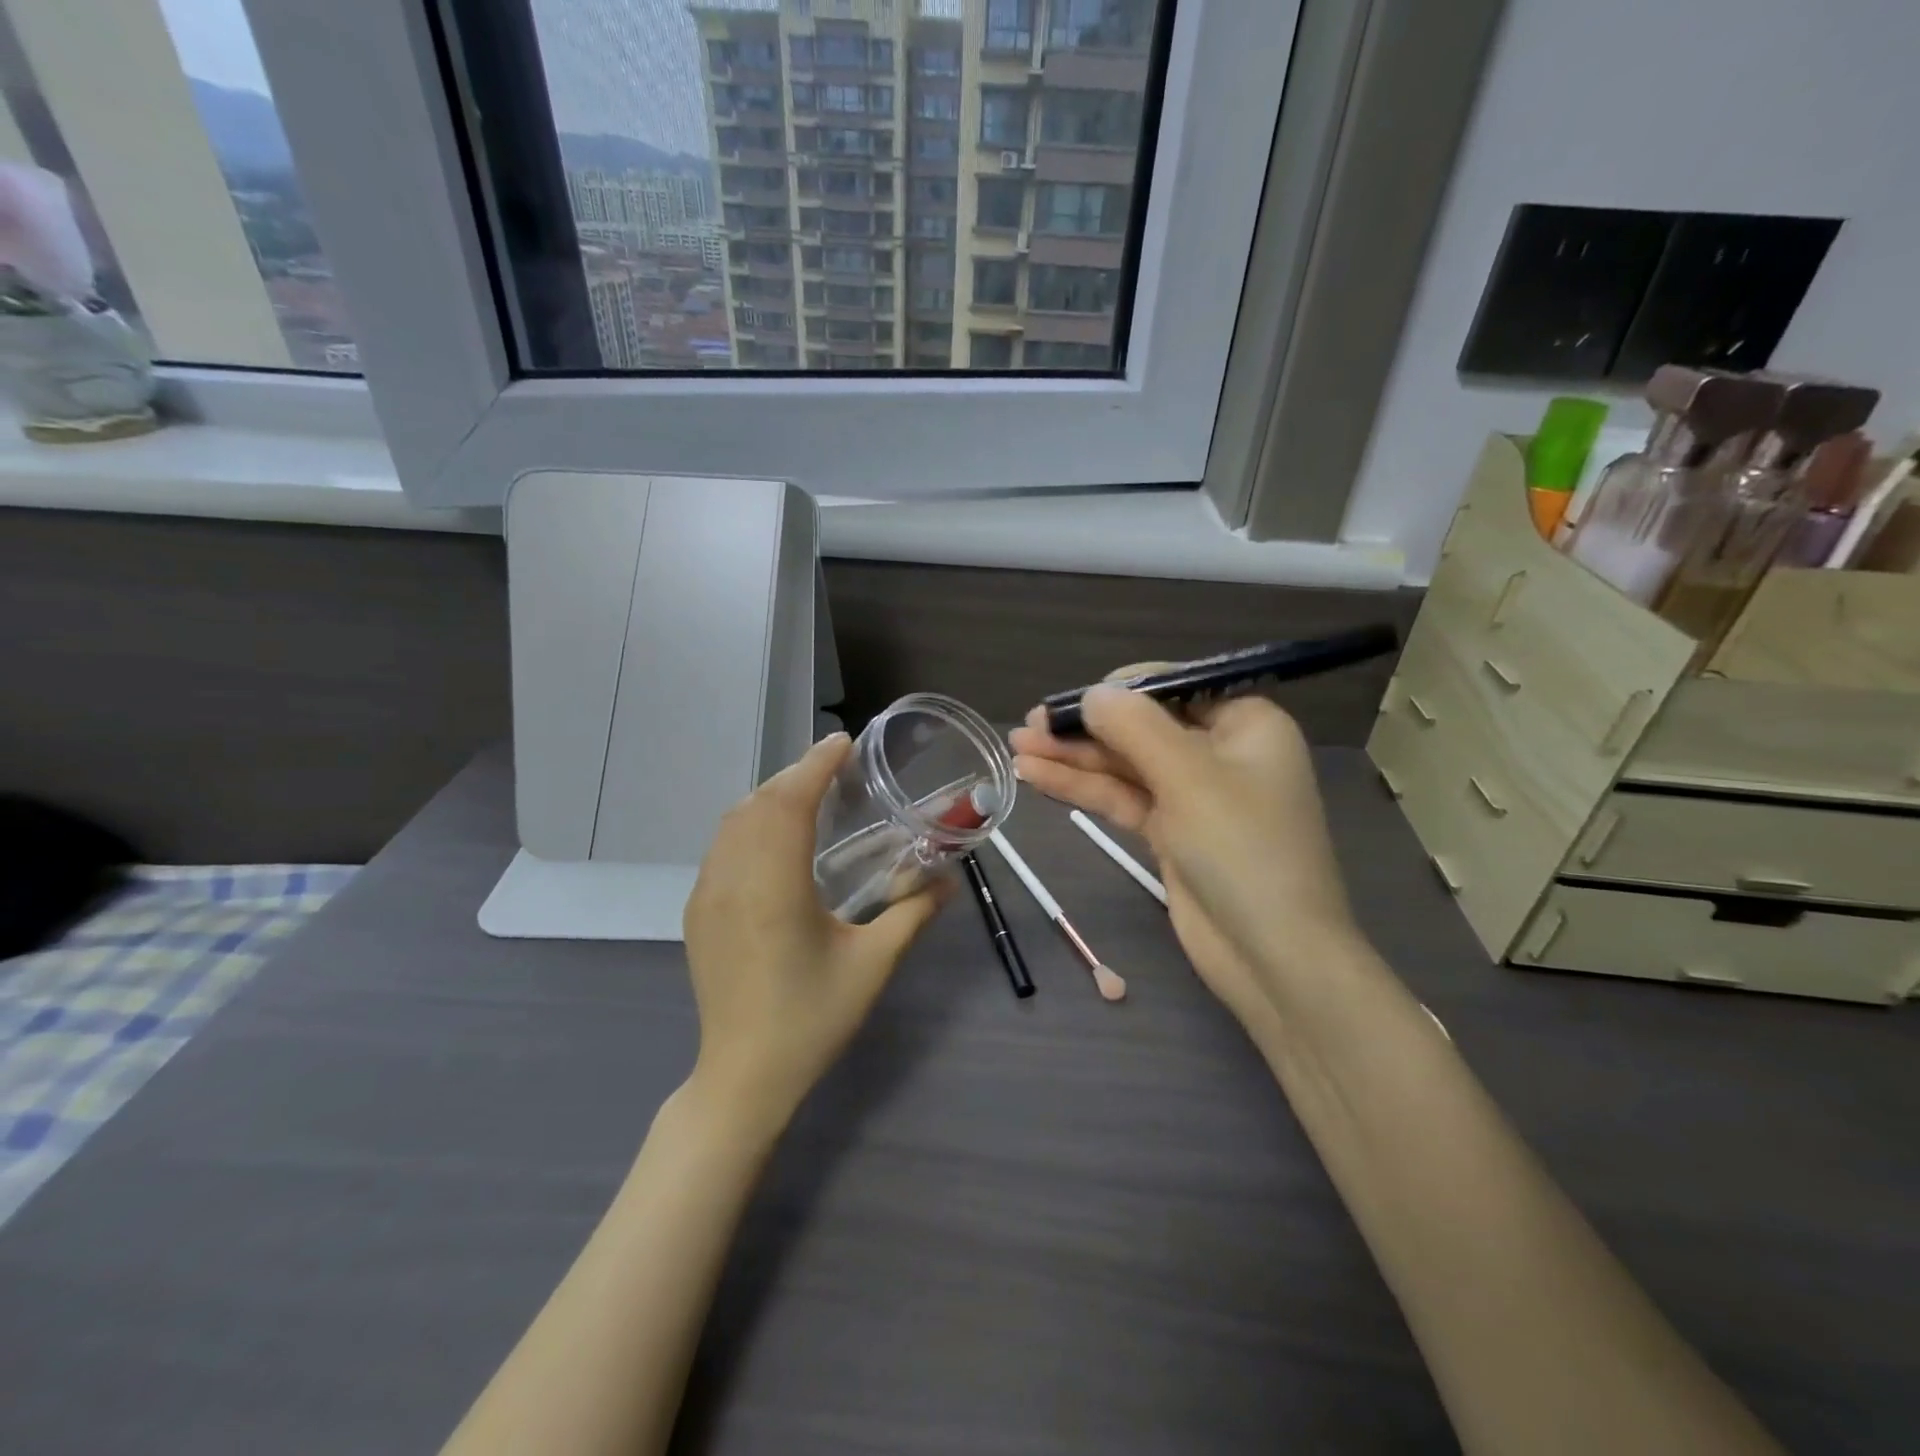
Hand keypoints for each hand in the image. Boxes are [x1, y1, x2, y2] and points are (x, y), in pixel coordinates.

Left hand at [683, 734, 950, 1124]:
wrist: (743, 1077)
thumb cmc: (812, 1019)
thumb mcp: (872, 965)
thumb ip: (912, 914)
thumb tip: (948, 880)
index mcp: (774, 887)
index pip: (791, 803)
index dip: (816, 765)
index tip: (843, 742)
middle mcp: (732, 879)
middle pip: (759, 803)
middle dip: (796, 774)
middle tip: (836, 766)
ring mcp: (707, 894)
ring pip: (734, 821)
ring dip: (771, 795)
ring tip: (810, 792)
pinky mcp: (697, 911)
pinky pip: (722, 846)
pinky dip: (749, 822)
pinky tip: (775, 837)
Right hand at [1009, 679, 1357, 1024]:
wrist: (1272, 955)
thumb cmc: (1242, 849)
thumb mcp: (1188, 775)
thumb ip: (1134, 727)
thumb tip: (1092, 693)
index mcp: (1245, 723)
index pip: (1173, 687)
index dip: (1117, 690)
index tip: (1069, 701)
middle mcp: (1220, 752)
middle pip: (1142, 727)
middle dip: (1084, 728)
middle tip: (1027, 725)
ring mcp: (1193, 796)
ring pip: (1125, 765)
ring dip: (1073, 757)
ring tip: (1017, 747)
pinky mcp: (1170, 832)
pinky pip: (1122, 798)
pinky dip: (1083, 788)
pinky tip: (1037, 776)